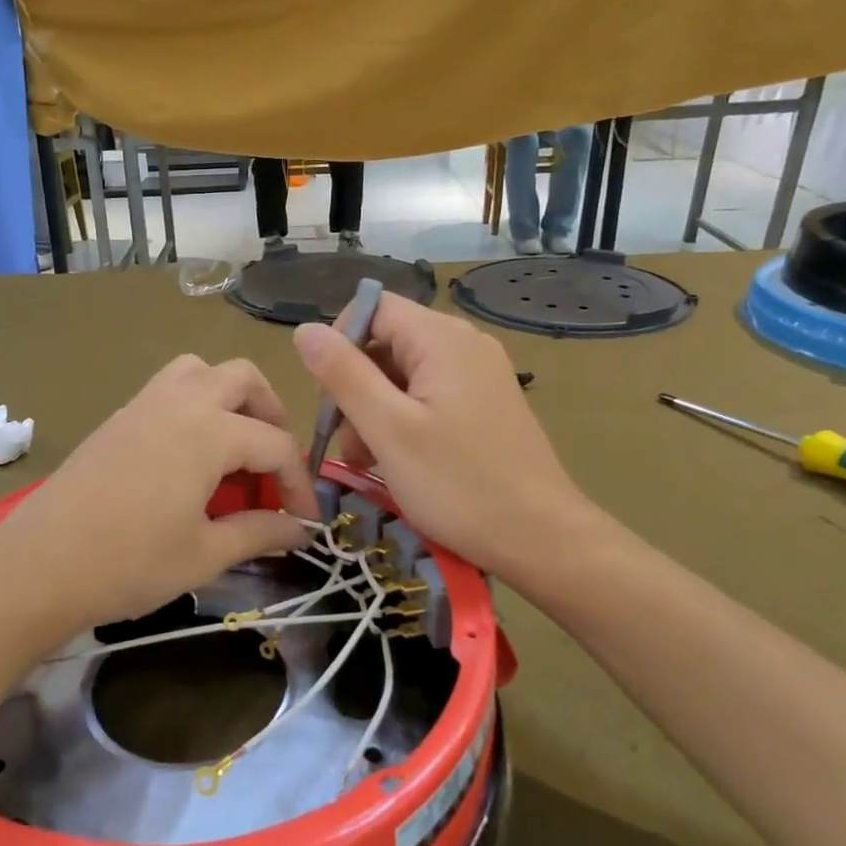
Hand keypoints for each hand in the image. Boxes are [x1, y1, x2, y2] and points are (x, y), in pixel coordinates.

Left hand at [0, 355, 318, 630]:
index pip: (276, 444)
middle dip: (271, 415)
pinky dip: (194, 405)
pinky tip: (188, 457)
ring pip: (200, 370)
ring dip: (229, 397)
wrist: (39, 566)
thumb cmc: (128, 564)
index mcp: (209, 432)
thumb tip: (298, 530)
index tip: (305, 522)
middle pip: (243, 379)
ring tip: (233, 447)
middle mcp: (180, 402)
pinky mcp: (117, 418)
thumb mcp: (204, 554)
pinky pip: (168, 388)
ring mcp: (143, 404)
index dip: (299, 483)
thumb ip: (259, 533)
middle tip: (273, 464)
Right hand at [293, 295, 586, 575]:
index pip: (373, 307)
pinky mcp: (485, 405)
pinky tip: (396, 461)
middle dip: (354, 385)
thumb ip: (343, 375)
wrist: (540, 538)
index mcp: (442, 339)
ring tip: (367, 460)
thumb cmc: (458, 484)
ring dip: (374, 410)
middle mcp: (465, 344)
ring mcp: (479, 375)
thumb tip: (304, 330)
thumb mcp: (388, 429)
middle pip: (387, 341)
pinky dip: (402, 421)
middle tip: (346, 440)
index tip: (327, 396)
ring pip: (404, 374)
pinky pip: (428, 396)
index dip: (339, 343)